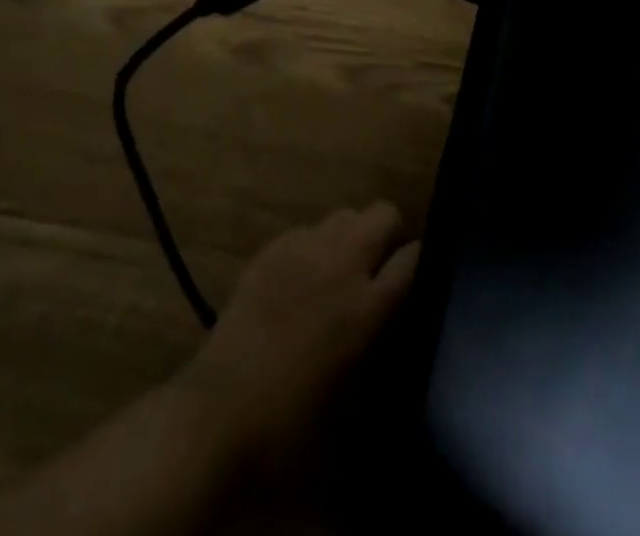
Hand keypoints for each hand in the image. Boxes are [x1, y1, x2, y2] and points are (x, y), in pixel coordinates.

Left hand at [175, 203, 418, 479]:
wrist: (220, 411)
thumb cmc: (291, 425)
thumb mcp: (353, 404)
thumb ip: (378, 353)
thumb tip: (389, 328)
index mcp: (368, 307)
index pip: (412, 257)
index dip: (419, 261)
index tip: (417, 275)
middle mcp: (342, 265)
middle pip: (383, 214)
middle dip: (390, 233)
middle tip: (381, 266)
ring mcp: (304, 250)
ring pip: (345, 214)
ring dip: (352, 234)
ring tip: (342, 268)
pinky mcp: (271, 249)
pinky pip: (307, 229)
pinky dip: (314, 245)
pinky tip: (302, 276)